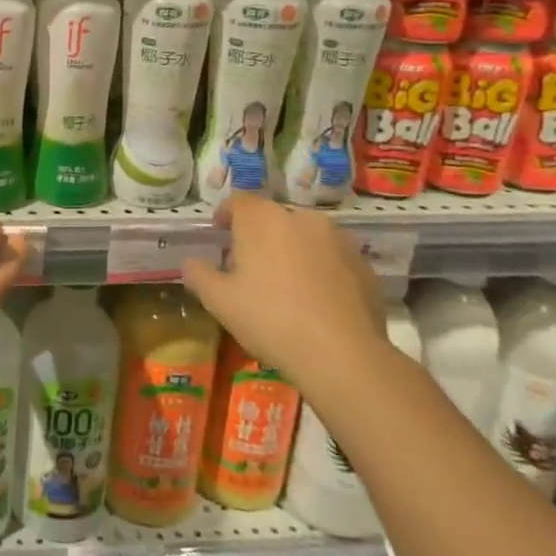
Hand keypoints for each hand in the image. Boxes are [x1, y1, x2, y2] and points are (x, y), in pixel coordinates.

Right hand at [180, 193, 383, 385]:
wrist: (343, 355)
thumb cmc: (270, 319)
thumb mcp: (219, 301)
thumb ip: (198, 274)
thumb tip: (191, 263)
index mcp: (263, 219)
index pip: (239, 201)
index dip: (226, 214)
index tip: (220, 233)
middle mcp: (301, 218)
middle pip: (274, 217)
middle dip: (260, 235)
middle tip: (250, 266)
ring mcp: (338, 240)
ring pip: (306, 236)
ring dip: (292, 250)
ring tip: (286, 284)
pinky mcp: (364, 265)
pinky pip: (332, 258)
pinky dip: (320, 269)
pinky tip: (316, 301)